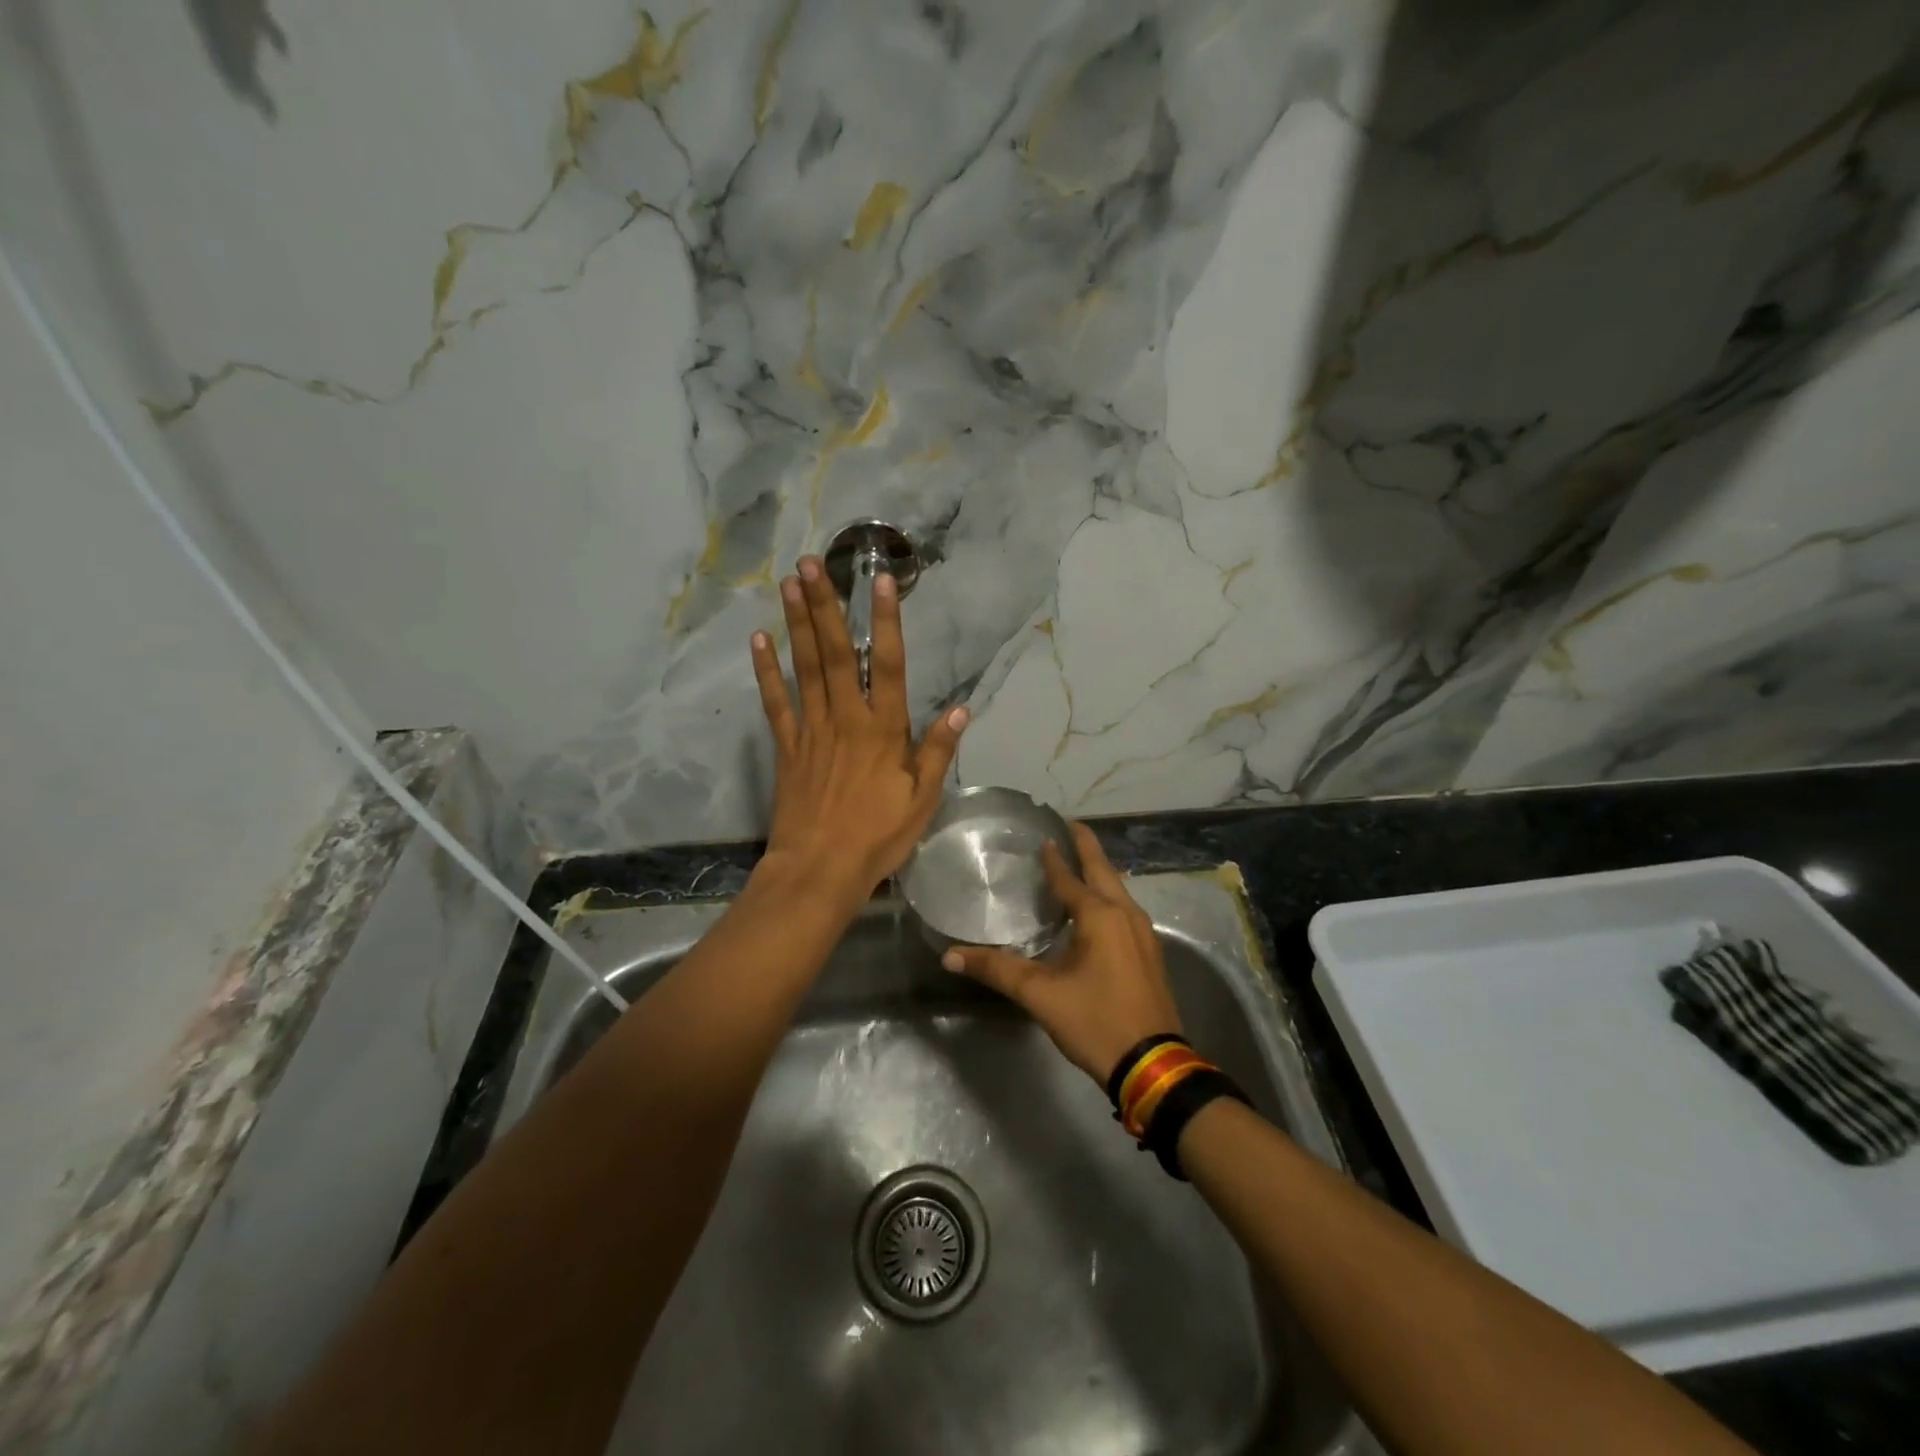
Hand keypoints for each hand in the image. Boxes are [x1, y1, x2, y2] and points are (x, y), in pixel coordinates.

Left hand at [750, 556, 968, 903]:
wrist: (819, 869)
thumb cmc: (877, 836)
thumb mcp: (922, 799)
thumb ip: (937, 751)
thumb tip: (962, 709)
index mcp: (883, 730)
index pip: (889, 666)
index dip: (886, 621)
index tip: (879, 581)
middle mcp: (846, 719)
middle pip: (837, 654)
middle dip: (825, 606)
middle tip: (811, 564)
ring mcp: (812, 730)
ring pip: (805, 668)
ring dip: (797, 624)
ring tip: (789, 583)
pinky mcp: (787, 747)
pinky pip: (775, 702)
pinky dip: (767, 671)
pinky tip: (759, 640)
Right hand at [942, 823, 1182, 1081]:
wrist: (1152, 1064)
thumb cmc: (1095, 1021)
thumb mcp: (1040, 995)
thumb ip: (996, 970)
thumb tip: (950, 956)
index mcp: (1099, 916)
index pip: (1069, 878)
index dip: (1054, 858)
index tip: (1044, 836)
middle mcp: (1125, 914)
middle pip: (1103, 870)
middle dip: (1086, 847)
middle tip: (1069, 826)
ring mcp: (1143, 933)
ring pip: (1118, 890)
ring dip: (1099, 872)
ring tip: (1080, 863)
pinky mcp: (1149, 953)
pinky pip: (1125, 910)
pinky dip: (1109, 897)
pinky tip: (1098, 909)